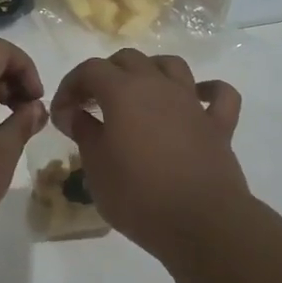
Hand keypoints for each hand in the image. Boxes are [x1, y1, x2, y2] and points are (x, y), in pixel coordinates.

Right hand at [49, 50, 245, 258]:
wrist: (200, 223)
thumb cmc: (138, 195)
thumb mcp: (96, 167)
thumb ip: (83, 132)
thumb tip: (73, 113)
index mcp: (123, 92)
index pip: (90, 69)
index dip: (70, 86)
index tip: (62, 114)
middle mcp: (158, 86)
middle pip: (128, 60)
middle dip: (105, 74)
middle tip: (93, 104)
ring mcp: (192, 103)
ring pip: (171, 66)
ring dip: (150, 71)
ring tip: (138, 95)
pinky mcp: (219, 125)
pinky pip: (219, 95)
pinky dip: (207, 91)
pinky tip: (196, 100)